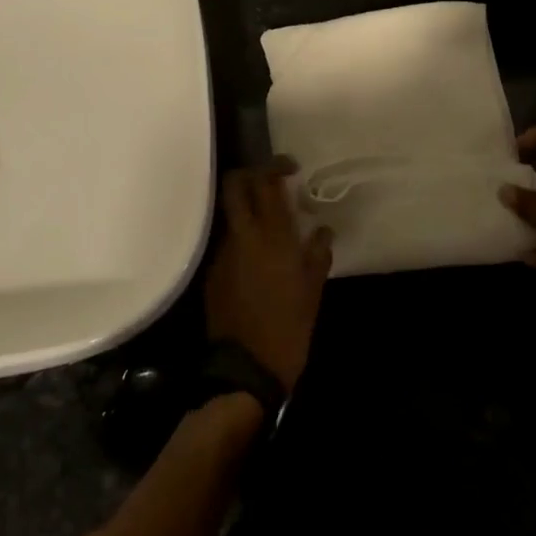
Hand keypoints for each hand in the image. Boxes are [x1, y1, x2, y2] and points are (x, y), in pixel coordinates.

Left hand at [205, 160, 333, 394]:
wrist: (245, 369)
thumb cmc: (288, 328)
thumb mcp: (313, 291)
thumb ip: (317, 254)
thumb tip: (322, 230)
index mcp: (272, 236)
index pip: (266, 182)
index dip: (276, 166)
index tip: (290, 168)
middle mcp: (243, 236)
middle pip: (235, 185)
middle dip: (250, 175)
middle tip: (272, 183)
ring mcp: (223, 252)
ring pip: (231, 213)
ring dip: (247, 209)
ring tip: (271, 225)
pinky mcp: (213, 271)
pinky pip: (228, 241)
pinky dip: (242, 237)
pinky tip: (258, 258)